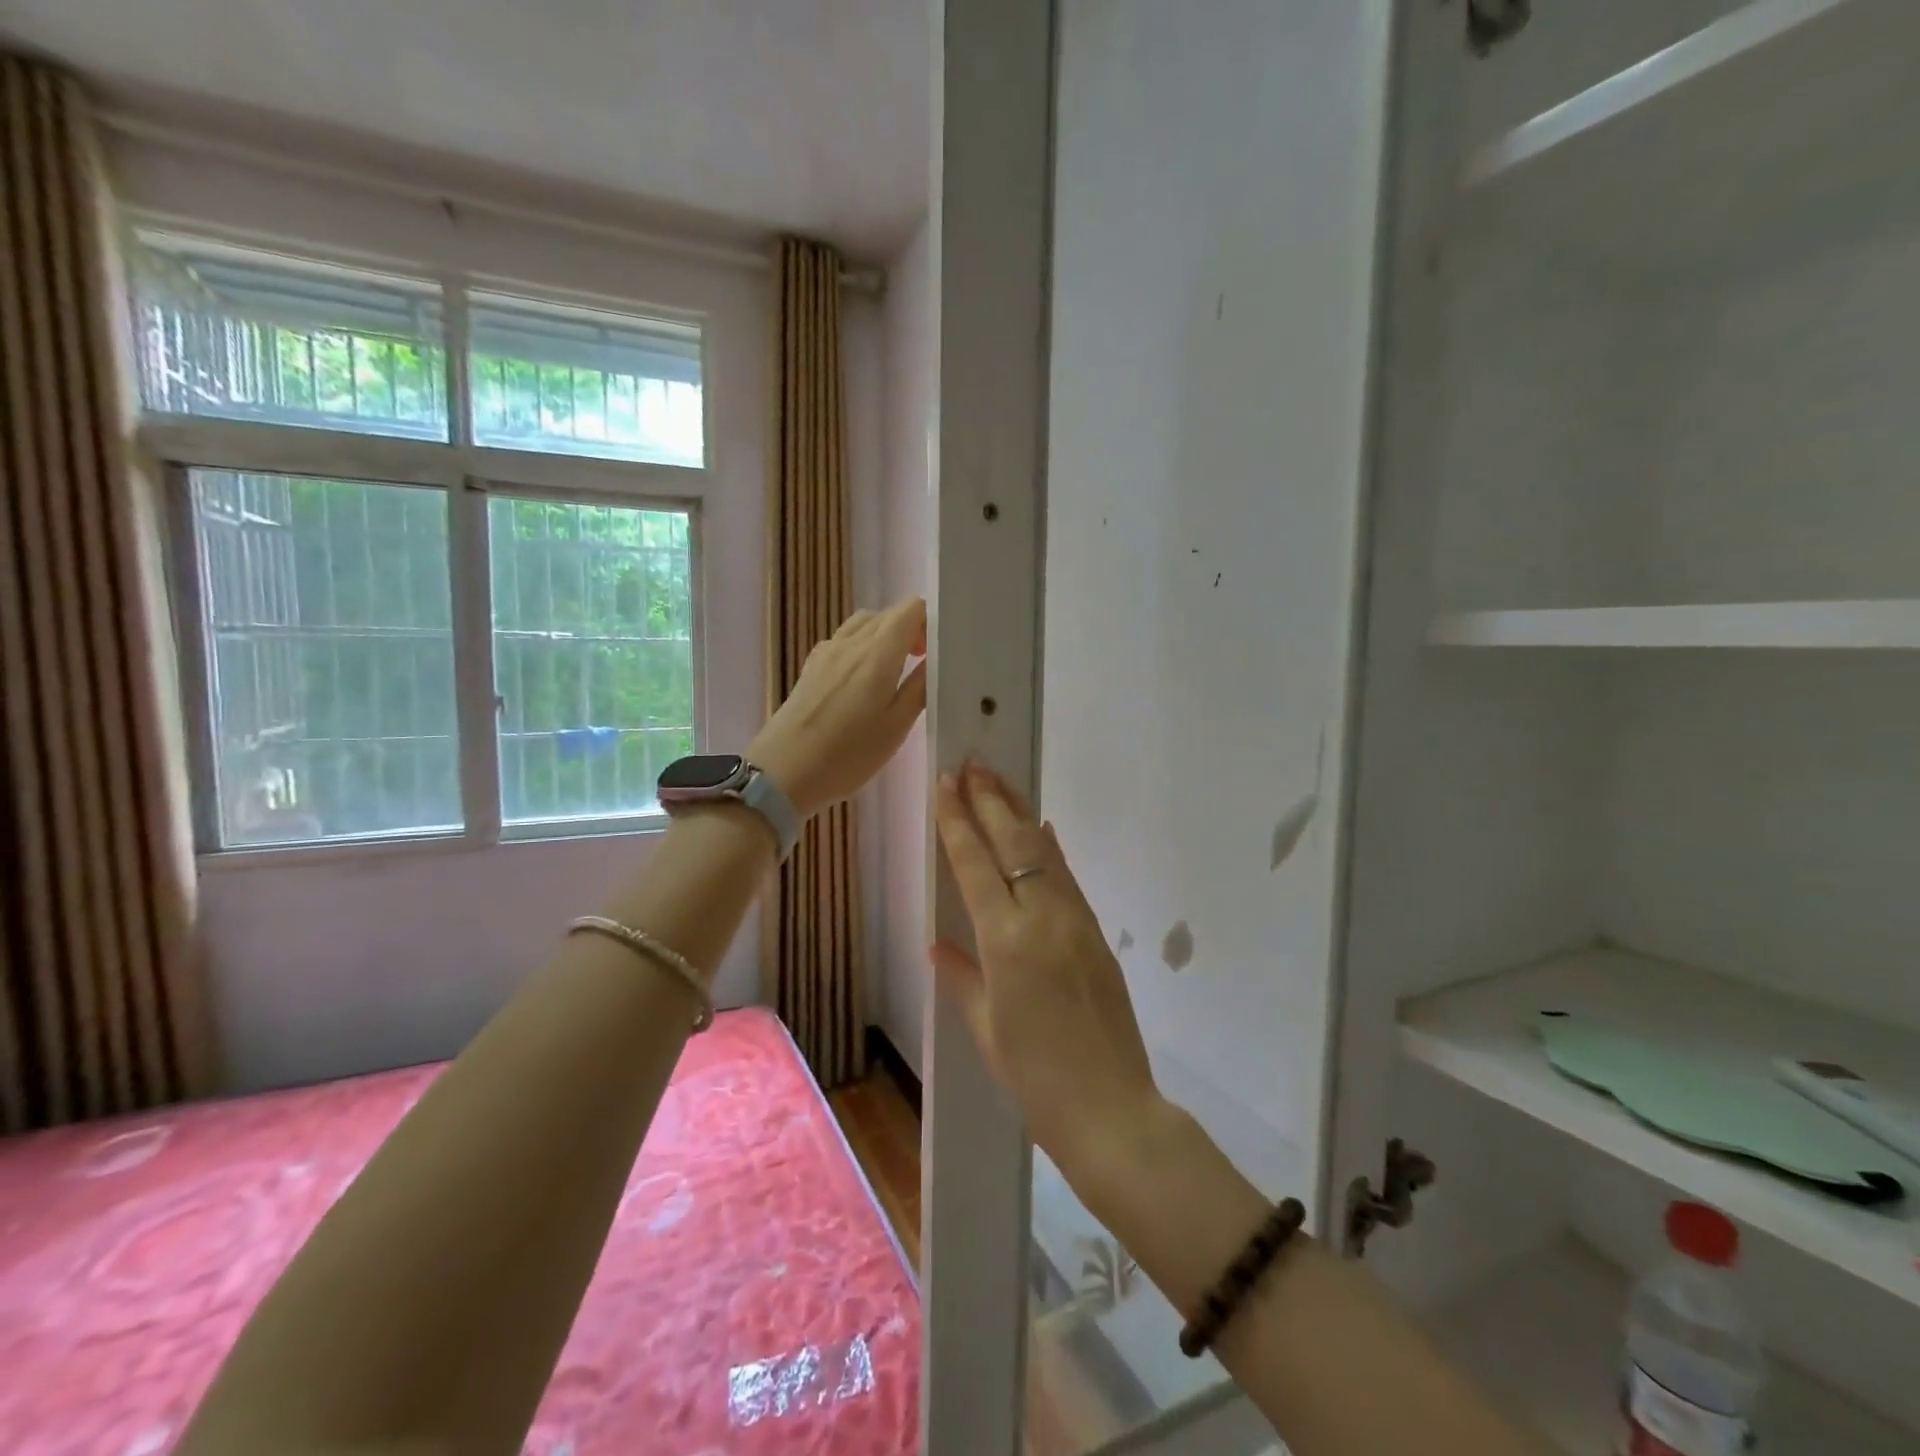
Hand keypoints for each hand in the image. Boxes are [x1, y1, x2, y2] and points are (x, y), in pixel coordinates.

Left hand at [748, 597, 928, 818]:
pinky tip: (863, 680)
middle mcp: (851, 642)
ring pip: (863, 624)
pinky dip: (862, 646)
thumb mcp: (896, 727)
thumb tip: (936, 658)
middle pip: (887, 614)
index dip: (930, 621)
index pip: (910, 609)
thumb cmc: (848, 755)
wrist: (784, 772)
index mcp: (877, 653)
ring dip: (885, 636)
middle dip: (911, 629)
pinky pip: (844, 640)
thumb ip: (920, 687)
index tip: (939, 650)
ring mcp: (826, 652)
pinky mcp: (811, 667)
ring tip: (895, 670)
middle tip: (923, 664)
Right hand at [931, 763, 1161, 1177]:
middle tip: (973, 763)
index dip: (958, 821)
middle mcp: (1041, 919)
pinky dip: (1050, 848)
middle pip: (1012, 844)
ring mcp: (1075, 921)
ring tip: (999, 781)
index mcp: (1004, 942)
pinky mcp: (1097, 933)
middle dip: (989, 800)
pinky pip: (1066, 878)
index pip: (974, 865)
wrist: (1111, 1109)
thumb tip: (938, 942)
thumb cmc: (1035, 1079)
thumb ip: (962, 976)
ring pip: (1043, 852)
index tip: (946, 783)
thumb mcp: (987, 1029)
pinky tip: (1042, 828)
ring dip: (1019, 813)